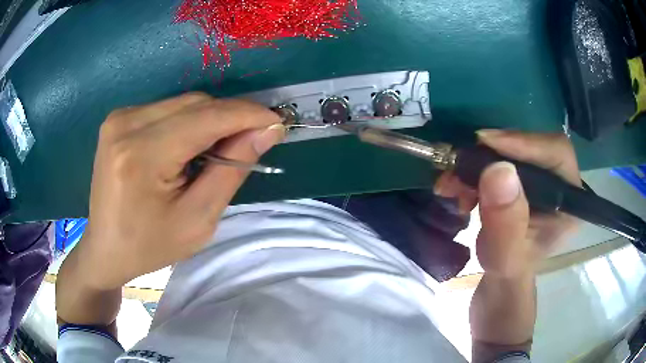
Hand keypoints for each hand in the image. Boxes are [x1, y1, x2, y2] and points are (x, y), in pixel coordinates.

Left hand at [70, 93, 284, 289]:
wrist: (105, 248)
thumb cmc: (150, 246)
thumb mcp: (198, 220)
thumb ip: (232, 170)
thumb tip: (266, 130)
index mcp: (141, 155)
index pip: (206, 117)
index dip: (248, 115)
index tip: (277, 123)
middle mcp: (126, 124)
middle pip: (195, 104)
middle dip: (230, 119)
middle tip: (251, 142)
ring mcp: (119, 117)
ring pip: (183, 103)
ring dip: (209, 121)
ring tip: (215, 153)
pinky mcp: (118, 118)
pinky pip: (167, 108)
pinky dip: (187, 122)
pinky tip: (187, 148)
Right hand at [434, 130, 580, 277]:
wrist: (502, 273)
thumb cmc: (509, 270)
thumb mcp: (505, 256)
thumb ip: (506, 222)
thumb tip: (498, 170)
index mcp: (569, 200)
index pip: (556, 152)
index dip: (525, 142)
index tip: (486, 143)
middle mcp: (559, 179)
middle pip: (531, 145)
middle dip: (492, 153)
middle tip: (460, 165)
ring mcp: (540, 175)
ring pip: (510, 149)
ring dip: (477, 161)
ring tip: (452, 184)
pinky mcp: (523, 173)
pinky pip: (497, 157)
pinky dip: (474, 167)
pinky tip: (458, 186)